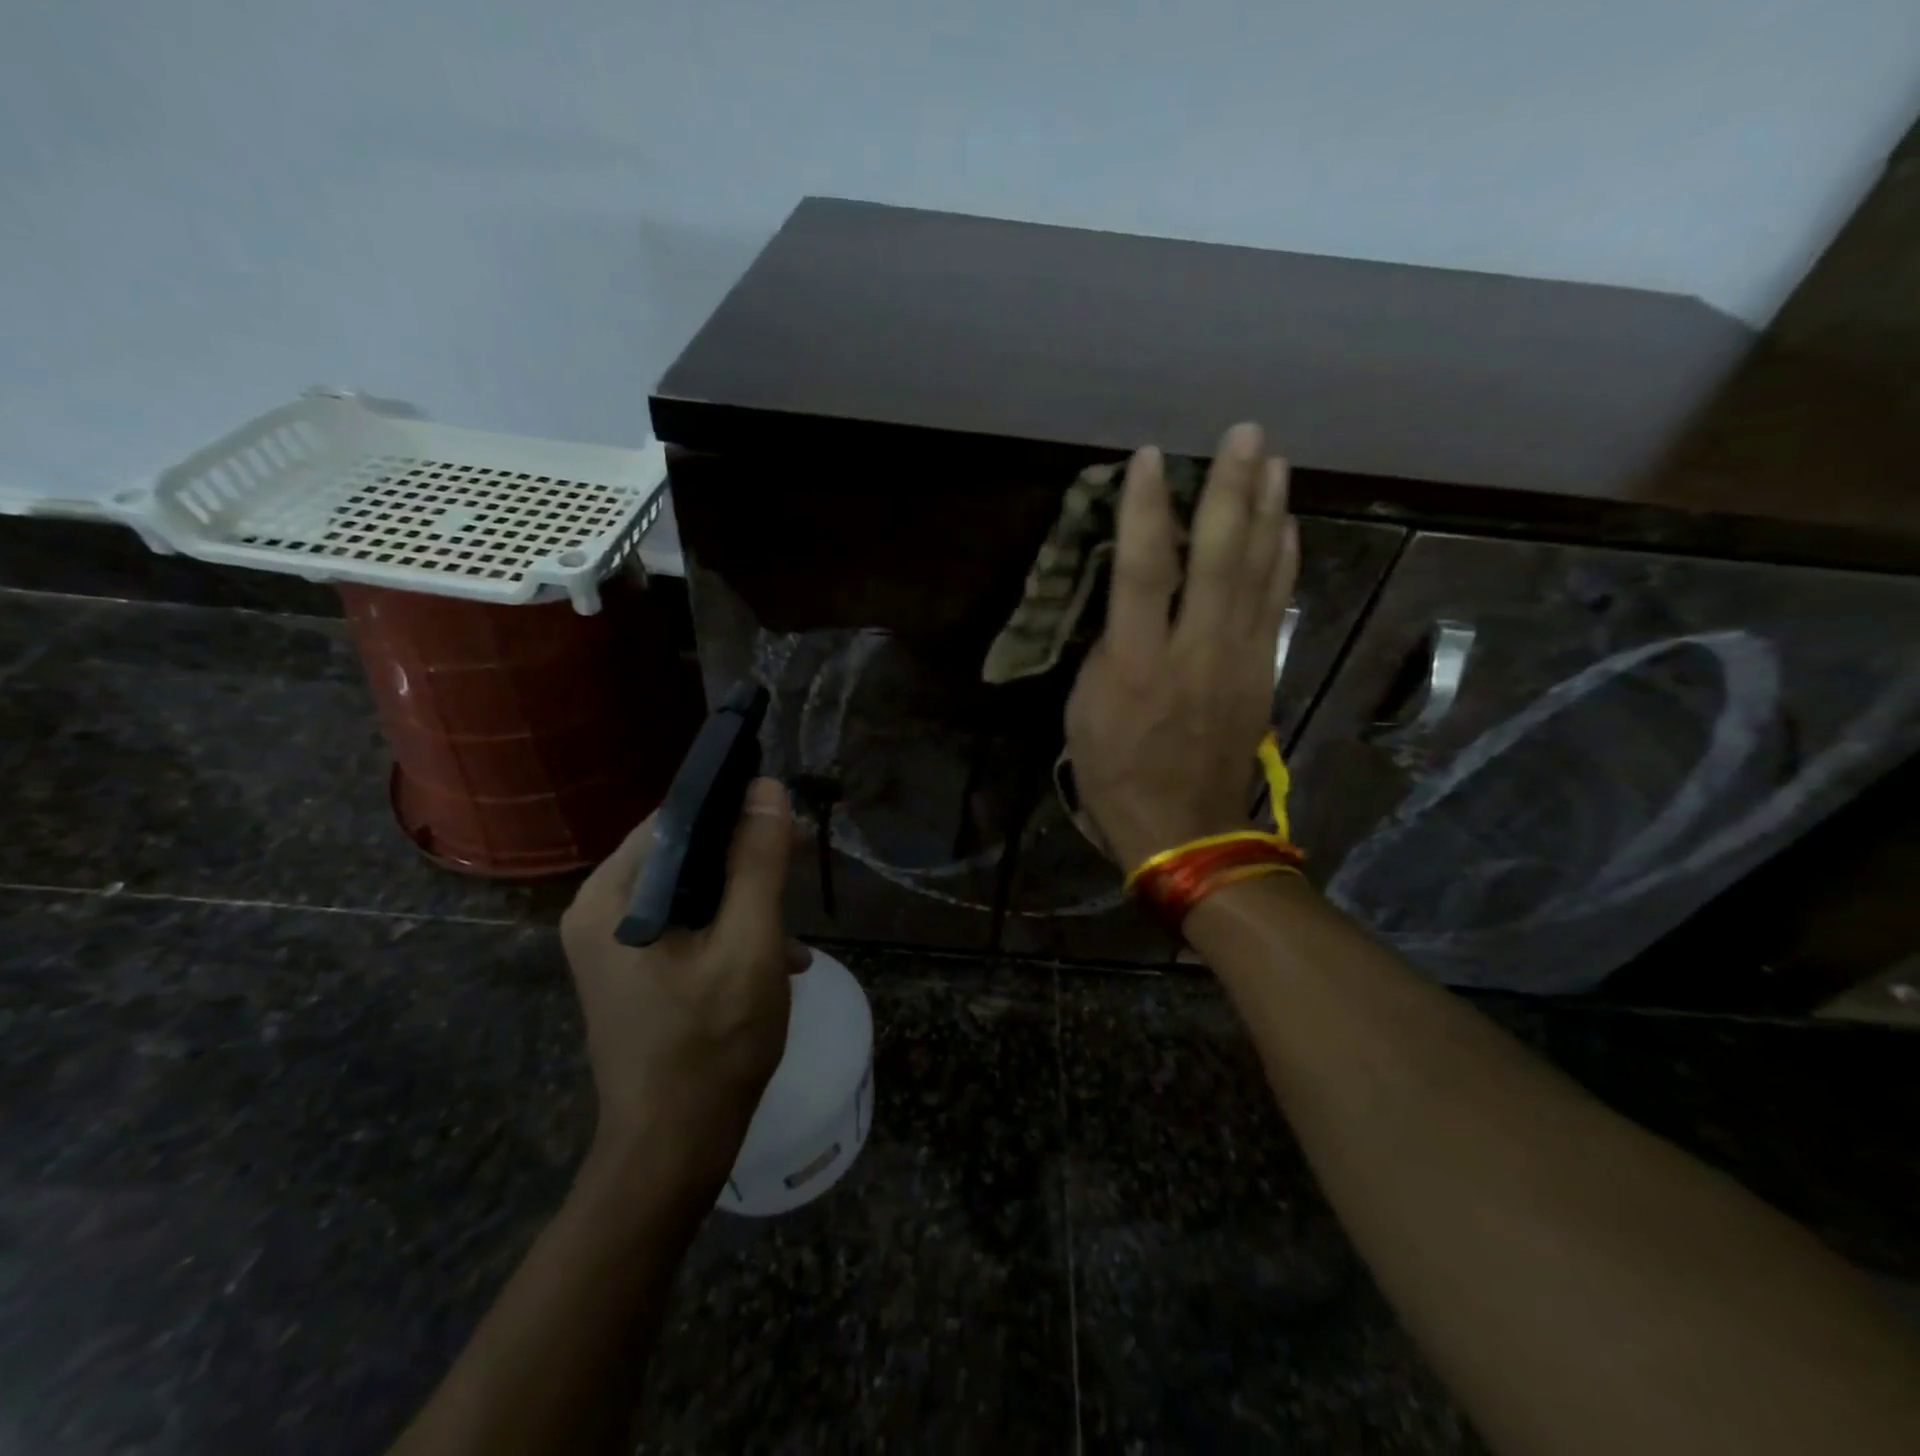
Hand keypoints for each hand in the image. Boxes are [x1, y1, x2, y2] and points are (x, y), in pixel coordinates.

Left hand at [558, 778, 802, 1187]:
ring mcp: (613, 946)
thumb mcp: (749, 944)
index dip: (733, 809)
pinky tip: (777, 960)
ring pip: (689, 892)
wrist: (673, 1151)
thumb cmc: (712, 1044)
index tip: (784, 818)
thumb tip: (768, 789)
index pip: (674, 820)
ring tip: (794, 931)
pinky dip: (729, 931)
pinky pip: (685, 926)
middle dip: (745, 859)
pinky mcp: (632, 972)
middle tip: (799, 863)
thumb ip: (757, 863)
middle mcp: (600, 913)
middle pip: (683, 856)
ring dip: (744, 900)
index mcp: (612, 898)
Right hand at [1065, 422, 1298, 869]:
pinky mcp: (1262, 672)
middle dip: (1230, 491)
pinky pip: (1276, 605)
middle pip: (1216, 558)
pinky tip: (1286, 525)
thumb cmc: (1115, 772)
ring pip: (1257, 573)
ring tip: (1273, 461)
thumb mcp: (1083, 713)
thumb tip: (1130, 603)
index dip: (1144, 511)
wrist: (1182, 828)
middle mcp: (1193, 650)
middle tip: (1244, 433)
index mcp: (1135, 663)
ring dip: (1267, 512)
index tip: (1148, 459)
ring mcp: (1237, 659)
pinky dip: (1283, 560)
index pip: (1141, 571)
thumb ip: (1107, 649)